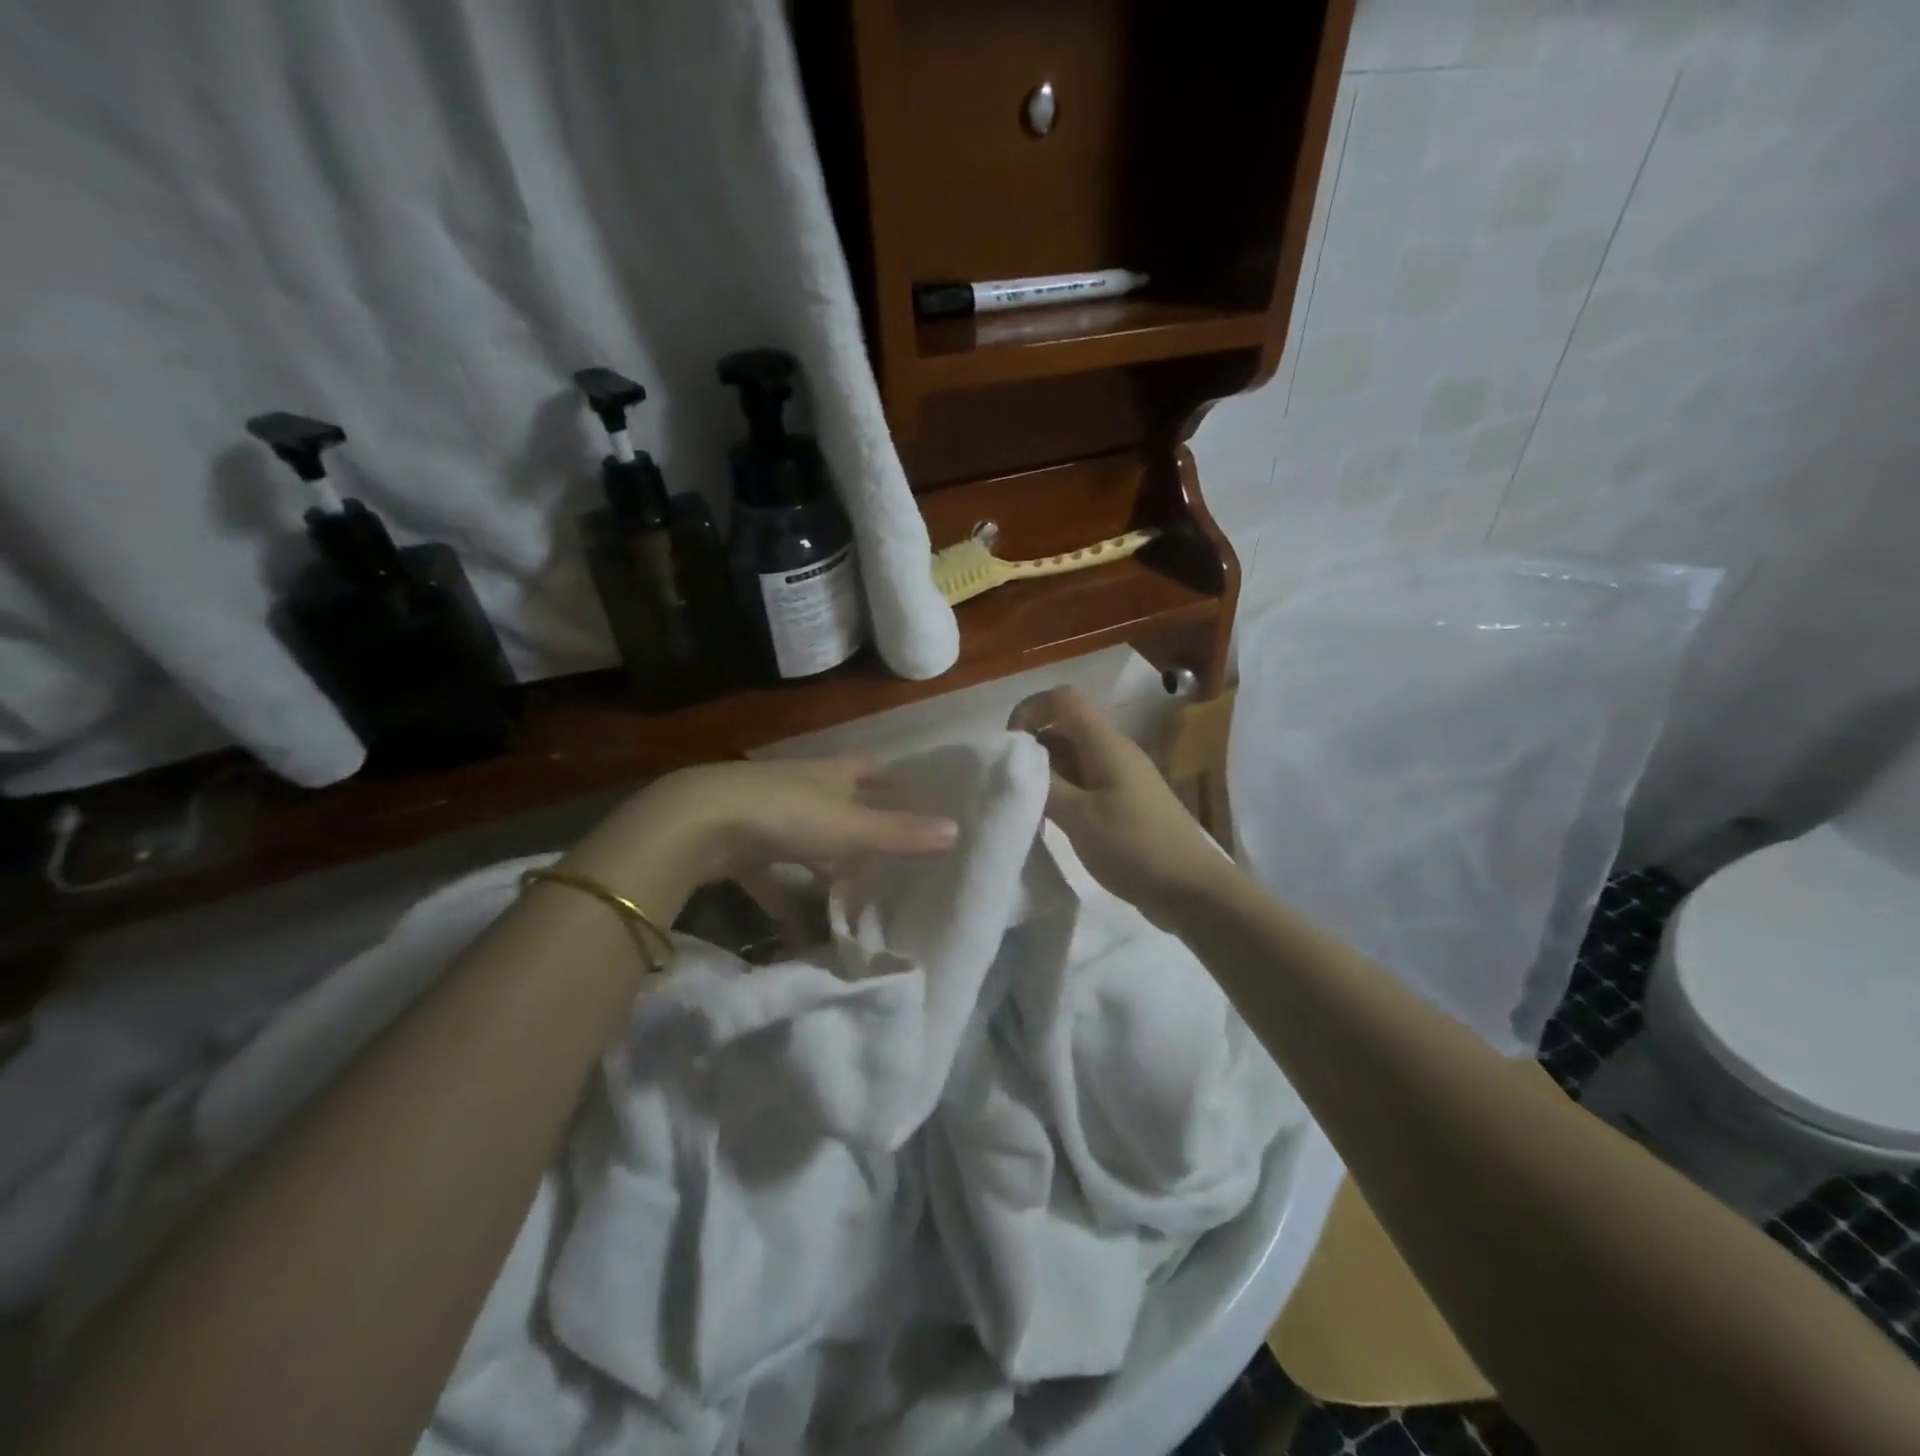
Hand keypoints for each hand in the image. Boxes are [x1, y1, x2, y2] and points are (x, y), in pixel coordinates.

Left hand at [564, 757, 958, 915]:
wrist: (697, 824)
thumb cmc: (786, 815)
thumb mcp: (850, 828)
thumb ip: (900, 833)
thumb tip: (957, 829)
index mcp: (830, 775)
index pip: (868, 769)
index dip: (891, 778)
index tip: (912, 789)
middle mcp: (799, 787)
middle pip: (836, 802)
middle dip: (859, 824)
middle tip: (887, 853)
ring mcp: (764, 814)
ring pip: (803, 839)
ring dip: (823, 864)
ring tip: (848, 894)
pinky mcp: (735, 845)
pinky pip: (769, 873)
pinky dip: (785, 895)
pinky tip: (797, 927)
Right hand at [1010, 686, 1229, 925]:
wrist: (1193, 890)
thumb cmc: (1135, 847)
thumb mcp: (1080, 817)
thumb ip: (1044, 785)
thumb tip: (1015, 762)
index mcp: (1106, 745)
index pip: (1063, 700)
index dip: (1031, 710)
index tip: (1007, 747)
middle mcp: (1114, 752)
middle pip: (1066, 728)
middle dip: (1032, 747)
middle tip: (1010, 783)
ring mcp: (1121, 778)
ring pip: (1073, 758)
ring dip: (1045, 773)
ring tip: (1025, 805)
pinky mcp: (1124, 804)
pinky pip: (1085, 783)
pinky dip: (1062, 793)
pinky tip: (1049, 822)